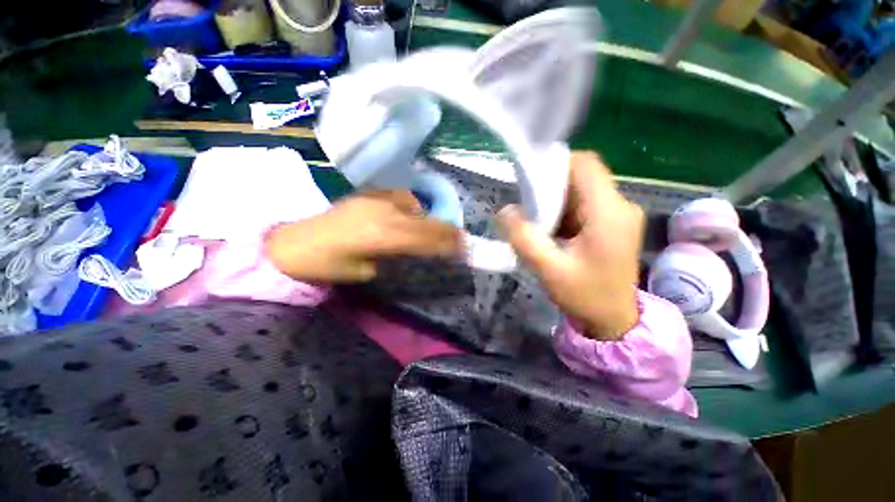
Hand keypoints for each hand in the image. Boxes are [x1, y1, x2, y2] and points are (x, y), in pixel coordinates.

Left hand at [266, 191, 462, 282]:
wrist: (292, 241)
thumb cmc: (328, 265)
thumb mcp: (365, 271)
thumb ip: (397, 256)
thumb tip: (418, 249)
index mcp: (382, 235)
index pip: (426, 237)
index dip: (448, 242)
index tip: (465, 246)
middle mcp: (384, 211)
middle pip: (426, 219)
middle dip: (446, 230)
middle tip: (460, 239)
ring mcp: (376, 198)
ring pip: (416, 206)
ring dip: (428, 219)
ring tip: (431, 232)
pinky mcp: (369, 193)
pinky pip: (402, 198)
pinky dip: (412, 208)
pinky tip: (407, 216)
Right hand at [498, 152, 642, 340]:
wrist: (614, 319)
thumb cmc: (585, 296)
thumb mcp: (549, 269)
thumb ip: (524, 238)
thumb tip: (505, 211)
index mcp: (609, 213)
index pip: (585, 165)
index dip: (555, 164)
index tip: (529, 181)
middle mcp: (620, 206)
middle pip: (582, 176)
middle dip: (551, 186)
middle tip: (528, 208)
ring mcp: (619, 214)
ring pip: (581, 190)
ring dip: (556, 201)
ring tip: (537, 222)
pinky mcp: (612, 223)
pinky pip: (584, 204)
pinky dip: (563, 211)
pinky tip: (551, 230)